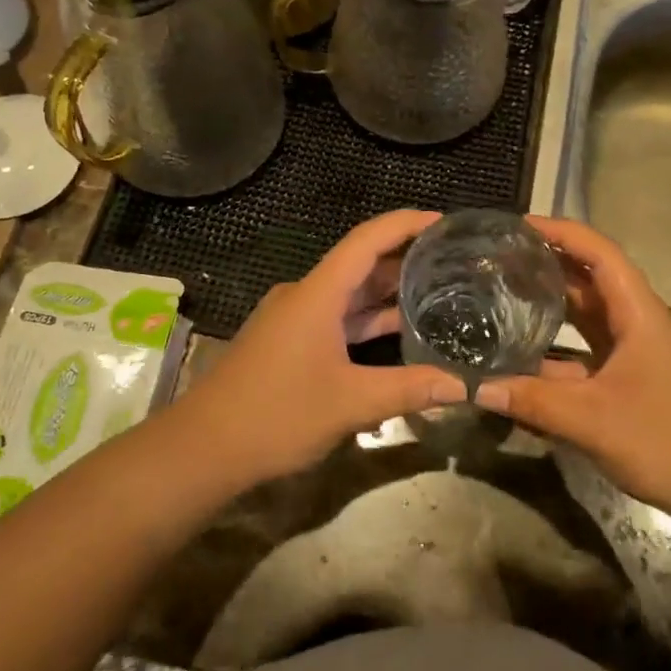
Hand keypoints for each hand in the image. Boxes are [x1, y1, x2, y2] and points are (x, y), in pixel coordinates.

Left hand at [177, 210, 465, 486]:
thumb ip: (411, 389)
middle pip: (360, 263)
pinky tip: (398, 330)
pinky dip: (367, 319)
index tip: (444, 221)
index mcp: (318, 293)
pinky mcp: (289, 342)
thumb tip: (467, 385)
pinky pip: (337, 318)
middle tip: (454, 260)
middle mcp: (305, 295)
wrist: (203, 449)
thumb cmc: (276, 415)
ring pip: (348, 294)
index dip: (406, 224)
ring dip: (387, 292)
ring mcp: (294, 319)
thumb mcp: (351, 403)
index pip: (367, 239)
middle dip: (405, 258)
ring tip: (438, 290)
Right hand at [473, 216, 670, 521]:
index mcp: (638, 313)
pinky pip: (586, 347)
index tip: (516, 226)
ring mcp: (634, 350)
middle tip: (497, 258)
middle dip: (546, 262)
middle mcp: (636, 321)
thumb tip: (473, 387)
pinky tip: (522, 353)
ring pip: (587, 312)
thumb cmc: (668, 441)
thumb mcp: (593, 420)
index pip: (598, 252)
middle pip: (589, 277)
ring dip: (550, 300)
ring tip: (502, 291)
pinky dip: (556, 343)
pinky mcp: (629, 376)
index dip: (560, 232)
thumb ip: (532, 402)